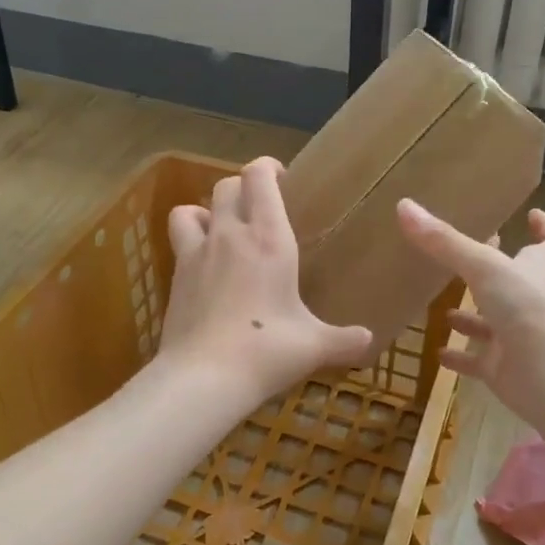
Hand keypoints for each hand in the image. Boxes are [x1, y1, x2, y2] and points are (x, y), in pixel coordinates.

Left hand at [160, 158, 374, 404]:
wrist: (204, 377)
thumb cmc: (267, 350)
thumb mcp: (314, 346)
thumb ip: (345, 340)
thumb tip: (369, 342)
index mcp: (268, 238)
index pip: (258, 176)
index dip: (267, 167)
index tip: (282, 178)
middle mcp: (229, 235)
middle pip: (226, 186)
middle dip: (243, 188)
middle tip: (261, 208)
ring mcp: (196, 254)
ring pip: (191, 209)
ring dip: (207, 212)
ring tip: (223, 231)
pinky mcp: (175, 278)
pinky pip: (179, 242)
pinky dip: (191, 243)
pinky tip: (206, 268)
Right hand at [395, 200, 544, 421]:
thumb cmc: (526, 307)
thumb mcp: (482, 265)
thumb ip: (443, 241)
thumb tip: (404, 206)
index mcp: (538, 270)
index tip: (533, 215)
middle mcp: (532, 301)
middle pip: (518, 282)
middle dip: (493, 274)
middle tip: (466, 261)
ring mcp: (519, 337)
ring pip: (494, 323)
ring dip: (471, 318)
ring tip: (443, 310)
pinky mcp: (504, 368)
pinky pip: (478, 361)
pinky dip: (459, 358)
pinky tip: (437, 353)